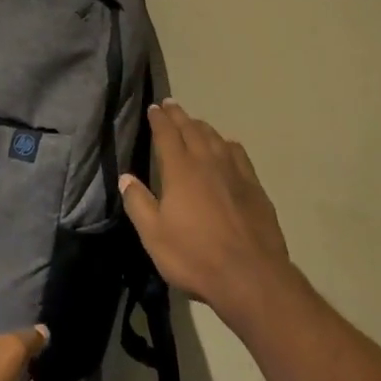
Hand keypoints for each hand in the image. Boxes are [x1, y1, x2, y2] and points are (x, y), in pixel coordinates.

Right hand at [120, 101, 295, 338]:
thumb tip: (126, 177)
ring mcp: (235, 172)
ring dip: (201, 126)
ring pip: (215, 138)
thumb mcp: (154, 236)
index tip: (154, 107)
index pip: (167, 134)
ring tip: (194, 122)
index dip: (159, 119)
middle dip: (179, 115)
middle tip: (170, 104)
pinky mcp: (254, 186)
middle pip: (192, 129)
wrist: (251, 275)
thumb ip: (138, 204)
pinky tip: (227, 146)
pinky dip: (227, 143)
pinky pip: (238, 153)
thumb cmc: (195, 256)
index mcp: (181, 170)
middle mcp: (208, 162)